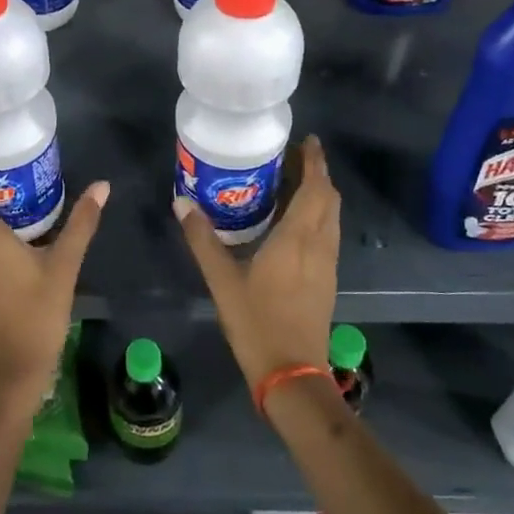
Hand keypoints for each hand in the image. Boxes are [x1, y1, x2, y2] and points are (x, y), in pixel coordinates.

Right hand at [175, 135, 339, 387]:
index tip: (307, 140)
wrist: (292, 373)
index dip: (315, 162)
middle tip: (292, 158)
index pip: (316, 188)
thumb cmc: (257, 322)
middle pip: (329, 199)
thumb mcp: (222, 280)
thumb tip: (181, 202)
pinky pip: (328, 234)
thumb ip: (202, 240)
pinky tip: (294, 223)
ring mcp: (327, 264)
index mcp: (298, 239)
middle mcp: (319, 245)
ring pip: (332, 217)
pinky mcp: (327, 280)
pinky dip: (317, 216)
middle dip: (317, 174)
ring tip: (293, 183)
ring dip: (319, 195)